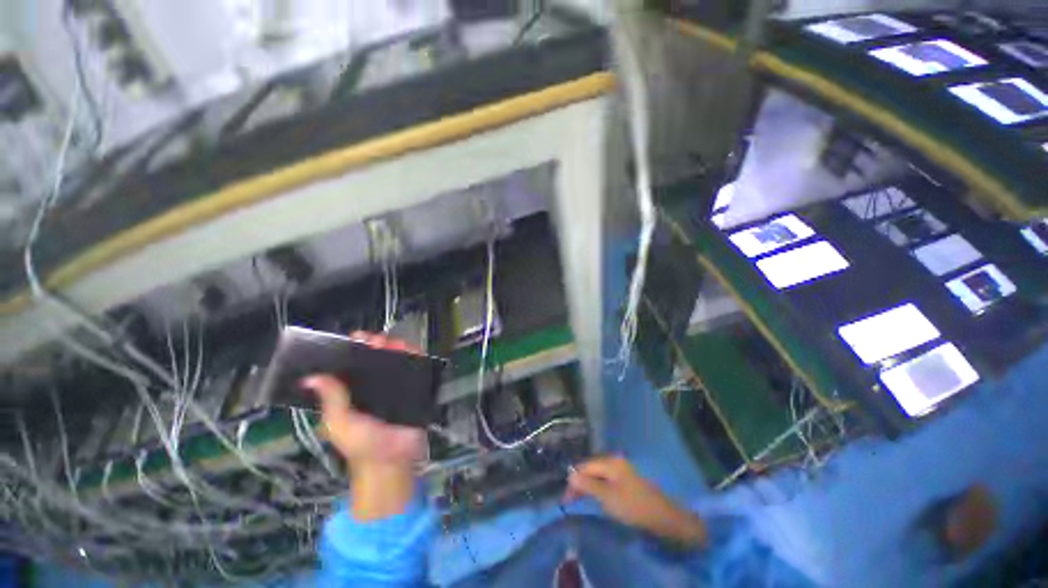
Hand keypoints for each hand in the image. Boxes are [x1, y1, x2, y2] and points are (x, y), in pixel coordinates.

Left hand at [301, 332, 426, 520]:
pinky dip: (415, 355)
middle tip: (374, 340)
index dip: (354, 350)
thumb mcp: (340, 423)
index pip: (354, 365)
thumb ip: (331, 399)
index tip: (355, 339)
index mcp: (354, 392)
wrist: (394, 459)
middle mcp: (376, 386)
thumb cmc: (363, 443)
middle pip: (377, 358)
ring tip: (391, 342)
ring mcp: (398, 386)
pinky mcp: (416, 388)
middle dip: (376, 344)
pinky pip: (417, 368)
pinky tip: (410, 349)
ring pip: (397, 360)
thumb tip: (311, 377)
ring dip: (395, 347)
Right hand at [565, 456, 705, 546]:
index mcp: (610, 461)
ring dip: (588, 487)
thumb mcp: (607, 497)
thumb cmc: (633, 505)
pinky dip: (598, 489)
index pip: (585, 467)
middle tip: (570, 501)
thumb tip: (570, 476)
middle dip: (580, 483)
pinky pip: (606, 481)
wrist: (663, 517)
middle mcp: (615, 461)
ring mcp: (622, 470)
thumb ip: (587, 485)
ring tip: (580, 500)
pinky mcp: (626, 480)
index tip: (565, 499)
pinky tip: (596, 497)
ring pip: (598, 476)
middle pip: (591, 469)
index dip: (573, 481)